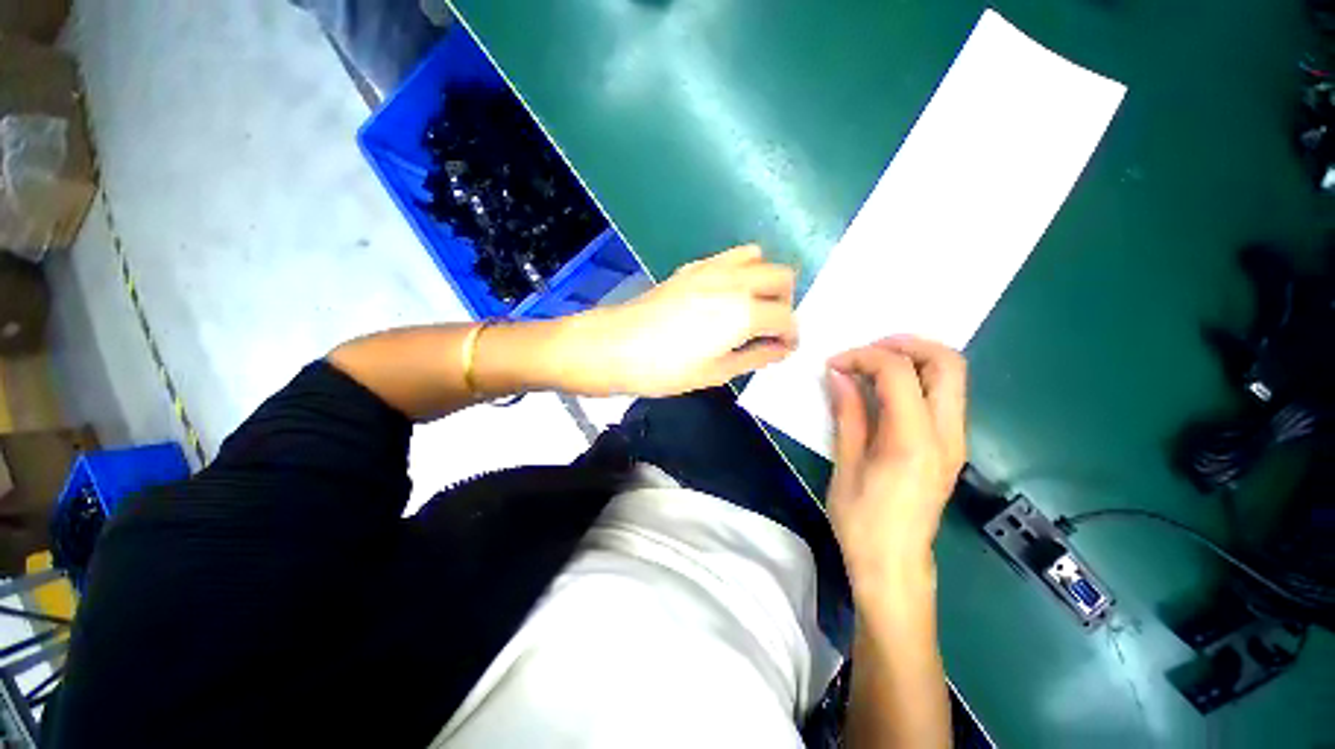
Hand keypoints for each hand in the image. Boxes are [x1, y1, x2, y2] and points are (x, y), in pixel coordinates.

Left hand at [575, 244, 797, 395]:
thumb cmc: (664, 368)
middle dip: (785, 302)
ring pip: (758, 258)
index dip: (791, 335)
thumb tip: (781, 348)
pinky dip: (740, 271)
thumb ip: (755, 357)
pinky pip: (730, 257)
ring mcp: (711, 268)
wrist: (613, 346)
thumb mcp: (715, 372)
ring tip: (751, 307)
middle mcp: (734, 281)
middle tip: (770, 327)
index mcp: (744, 312)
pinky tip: (725, 296)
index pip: (786, 316)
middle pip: (782, 275)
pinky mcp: (691, 267)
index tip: (784, 348)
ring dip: (765, 281)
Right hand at [825, 336, 966, 603]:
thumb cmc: (862, 521)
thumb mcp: (847, 464)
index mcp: (914, 441)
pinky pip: (943, 396)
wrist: (895, 567)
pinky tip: (884, 389)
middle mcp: (947, 435)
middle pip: (948, 363)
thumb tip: (839, 374)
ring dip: (914, 359)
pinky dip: (917, 379)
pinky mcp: (951, 447)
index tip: (835, 364)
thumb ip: (849, 413)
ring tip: (872, 365)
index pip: (899, 372)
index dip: (864, 357)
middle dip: (906, 344)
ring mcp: (955, 440)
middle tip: (867, 350)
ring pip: (952, 376)